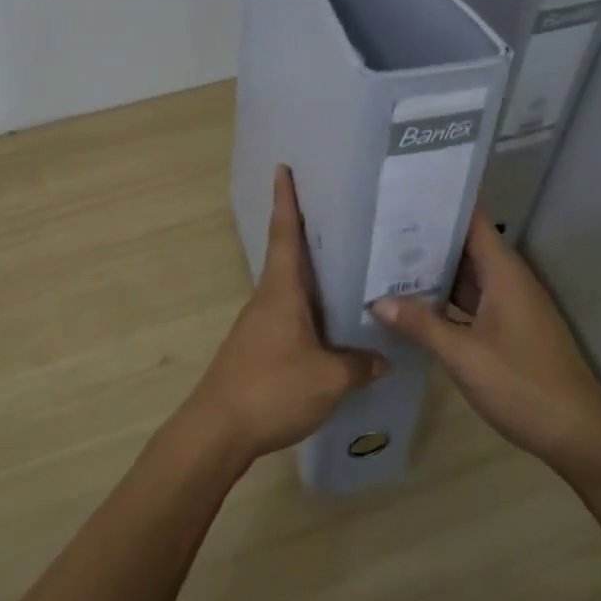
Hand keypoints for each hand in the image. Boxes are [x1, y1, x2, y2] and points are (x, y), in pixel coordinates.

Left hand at [180, 166, 386, 464]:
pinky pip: (290, 316)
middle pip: (289, 257)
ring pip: (291, 289)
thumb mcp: (328, 379)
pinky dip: (311, 310)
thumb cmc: (272, 389)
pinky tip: (332, 325)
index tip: (283, 169)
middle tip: (341, 216)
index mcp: (281, 291)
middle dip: (308, 234)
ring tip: (349, 270)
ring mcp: (259, 325)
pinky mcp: (259, 349)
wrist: (217, 431)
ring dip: (313, 277)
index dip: (286, 200)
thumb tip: (383, 359)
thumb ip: (358, 365)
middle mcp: (267, 299)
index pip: (285, 234)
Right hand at [374, 212, 600, 476]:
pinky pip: (472, 301)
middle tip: (381, 226)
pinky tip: (415, 304)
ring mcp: (510, 306)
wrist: (578, 436)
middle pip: (466, 246)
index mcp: (504, 273)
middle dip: (428, 236)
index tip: (405, 191)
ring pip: (468, 276)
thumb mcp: (465, 355)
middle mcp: (509, 281)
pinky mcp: (509, 330)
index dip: (443, 202)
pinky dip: (446, 299)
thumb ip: (422, 325)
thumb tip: (378, 301)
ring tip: (388, 259)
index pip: (473, 220)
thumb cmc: (523, 385)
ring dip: (434, 270)